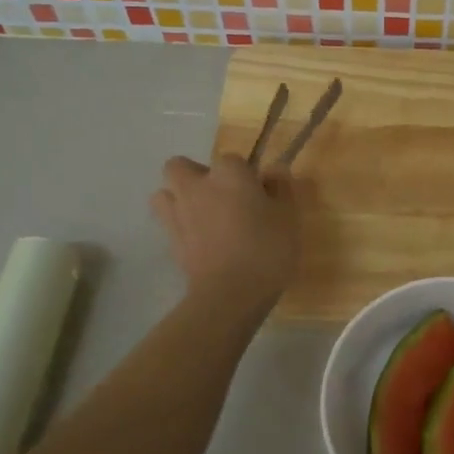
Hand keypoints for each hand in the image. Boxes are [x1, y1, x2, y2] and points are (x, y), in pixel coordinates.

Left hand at [151, 154, 298, 308]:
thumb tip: (274, 172)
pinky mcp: (170, 242)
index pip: (232, 160)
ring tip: (201, 217)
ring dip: (178, 199)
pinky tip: (199, 242)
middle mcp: (196, 187)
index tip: (258, 194)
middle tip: (221, 197)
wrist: (230, 294)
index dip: (245, 175)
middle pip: (180, 166)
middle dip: (196, 176)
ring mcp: (178, 214)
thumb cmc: (266, 249)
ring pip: (164, 193)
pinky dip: (179, 227)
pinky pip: (167, 223)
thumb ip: (281, 189)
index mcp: (228, 174)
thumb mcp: (288, 217)